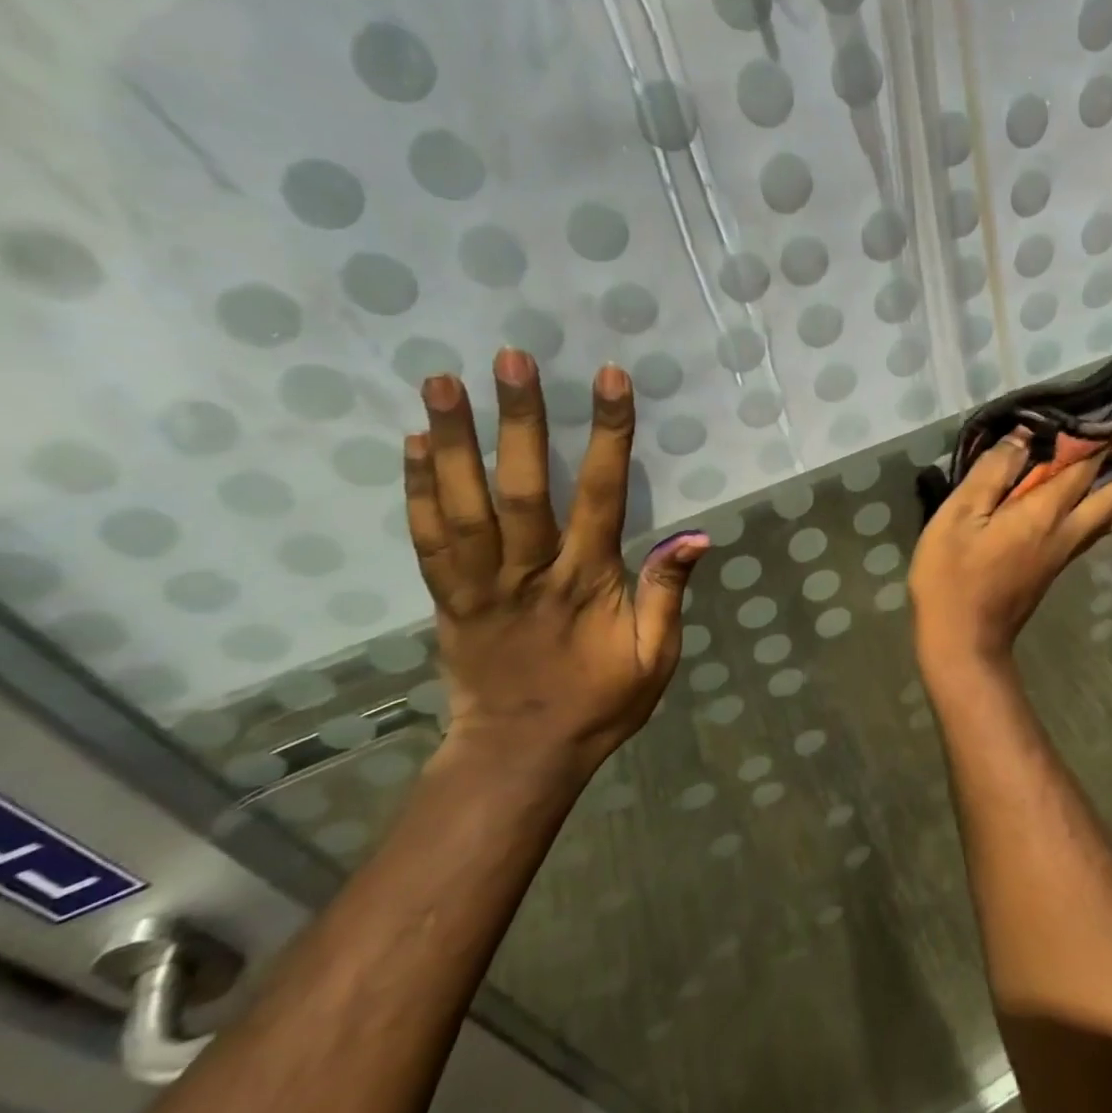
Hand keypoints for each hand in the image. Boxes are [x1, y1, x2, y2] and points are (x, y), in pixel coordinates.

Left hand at [404, 351, 707, 776]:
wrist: (521, 754)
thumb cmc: (600, 702)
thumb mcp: (655, 656)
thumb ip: (667, 592)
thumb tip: (696, 535)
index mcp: (587, 582)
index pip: (601, 496)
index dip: (608, 436)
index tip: (610, 379)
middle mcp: (529, 574)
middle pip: (521, 489)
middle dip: (519, 421)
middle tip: (511, 359)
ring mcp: (478, 586)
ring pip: (462, 506)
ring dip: (453, 441)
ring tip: (443, 380)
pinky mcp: (446, 599)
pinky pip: (427, 540)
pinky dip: (417, 490)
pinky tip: (414, 443)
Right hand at [909, 433, 1111, 669]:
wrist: (963, 641)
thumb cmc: (952, 575)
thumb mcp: (960, 516)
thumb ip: (992, 473)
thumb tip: (1023, 436)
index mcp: (1043, 513)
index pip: (1082, 468)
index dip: (1101, 441)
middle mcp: (1064, 532)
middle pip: (1111, 498)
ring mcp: (1062, 554)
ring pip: (1109, 520)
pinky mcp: (1054, 570)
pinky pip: (1095, 534)